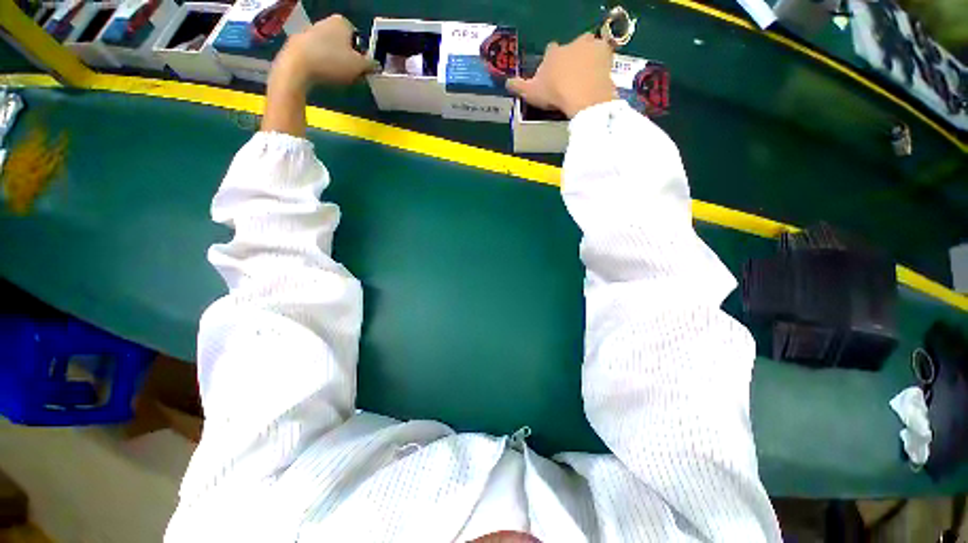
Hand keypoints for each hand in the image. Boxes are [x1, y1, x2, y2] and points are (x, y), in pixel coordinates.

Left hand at [269, 14, 374, 91]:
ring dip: (334, 62)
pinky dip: (320, 65)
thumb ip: (370, 65)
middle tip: (350, 75)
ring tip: (335, 78)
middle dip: (347, 59)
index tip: (360, 70)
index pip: (358, 39)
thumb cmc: (333, 62)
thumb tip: (374, 65)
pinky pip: (316, 55)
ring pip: (329, 50)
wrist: (297, 66)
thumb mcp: (359, 66)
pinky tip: (321, 75)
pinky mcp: (298, 43)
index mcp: (342, 22)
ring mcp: (309, 31)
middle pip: (342, 44)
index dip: (361, 56)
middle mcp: (325, 21)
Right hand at [506, 34, 616, 117]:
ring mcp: (591, 46)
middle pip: (571, 49)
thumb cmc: (555, 93)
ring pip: (588, 49)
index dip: (551, 64)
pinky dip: (601, 65)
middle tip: (571, 79)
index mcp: (553, 52)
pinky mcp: (606, 53)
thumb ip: (519, 87)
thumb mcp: (531, 93)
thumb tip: (507, 82)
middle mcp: (572, 43)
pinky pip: (604, 56)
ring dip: (587, 60)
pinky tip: (598, 77)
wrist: (583, 95)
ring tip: (585, 79)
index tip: (553, 76)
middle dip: (570, 60)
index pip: (551, 52)